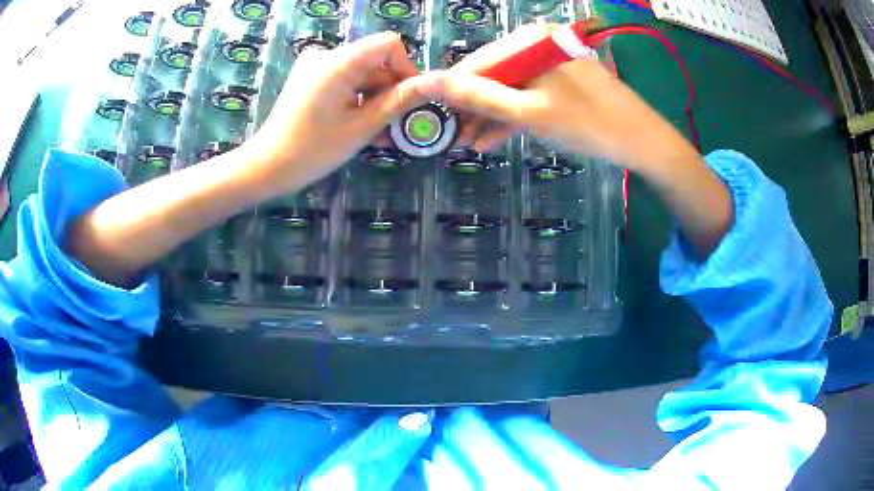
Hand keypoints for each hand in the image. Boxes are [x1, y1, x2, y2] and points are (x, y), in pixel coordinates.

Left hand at [246, 32, 443, 196]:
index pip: (388, 44)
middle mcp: (326, 55)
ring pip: (361, 75)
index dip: (405, 68)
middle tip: (397, 127)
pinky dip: (357, 101)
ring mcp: (315, 67)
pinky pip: (344, 82)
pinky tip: (362, 127)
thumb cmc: (313, 150)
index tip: (409, 99)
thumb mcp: (362, 126)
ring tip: (380, 135)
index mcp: (338, 61)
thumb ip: (400, 101)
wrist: (267, 167)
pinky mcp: (310, 79)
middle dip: (389, 92)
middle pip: (374, 62)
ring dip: (375, 101)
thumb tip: (435, 84)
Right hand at [442, 24, 696, 171]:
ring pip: (511, 87)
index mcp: (531, 42)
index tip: (438, 117)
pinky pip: (530, 93)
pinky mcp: (563, 80)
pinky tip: (495, 137)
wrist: (643, 142)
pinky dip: (514, 114)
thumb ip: (480, 97)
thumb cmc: (588, 124)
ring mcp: (553, 62)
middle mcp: (539, 44)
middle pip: (494, 74)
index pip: (478, 62)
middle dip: (474, 107)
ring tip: (471, 143)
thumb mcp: (529, 112)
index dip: (455, 90)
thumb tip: (432, 83)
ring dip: (492, 115)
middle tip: (456, 137)